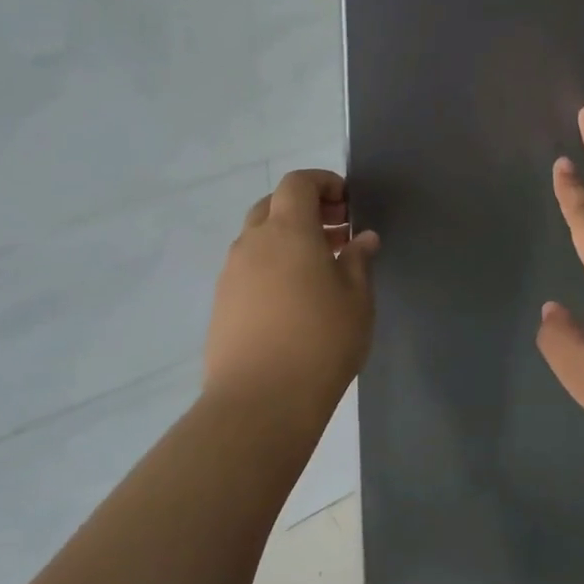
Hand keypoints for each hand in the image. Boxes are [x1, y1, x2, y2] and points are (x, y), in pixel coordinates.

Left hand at [204, 169, 379, 423]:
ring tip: (320, 269)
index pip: (298, 183)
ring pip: (258, 238)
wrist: (261, 400)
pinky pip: (248, 268)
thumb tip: (361, 239)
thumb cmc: (321, 341)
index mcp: (288, 230)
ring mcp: (231, 273)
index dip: (323, 183)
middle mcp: (252, 243)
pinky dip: (272, 266)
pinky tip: (294, 299)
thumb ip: (358, 261)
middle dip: (305, 210)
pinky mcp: (222, 303)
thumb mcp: (356, 299)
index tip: (347, 204)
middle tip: (337, 234)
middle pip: (273, 206)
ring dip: (288, 240)